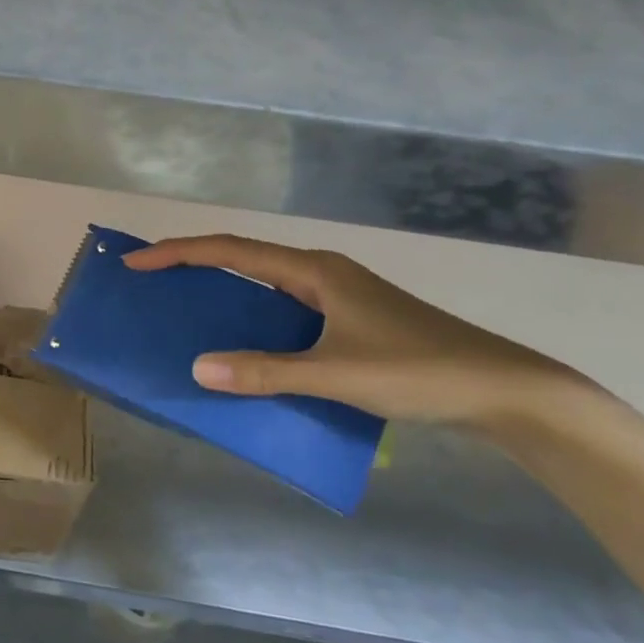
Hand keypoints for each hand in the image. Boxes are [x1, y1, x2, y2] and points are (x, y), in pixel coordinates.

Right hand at [125, 235, 584, 434]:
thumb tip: (198, 368)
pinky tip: (245, 349)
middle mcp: (322, 274)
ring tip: (185, 314)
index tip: (136, 262)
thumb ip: (265, 372)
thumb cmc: (419, 371)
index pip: (231, 250)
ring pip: (265, 287)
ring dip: (224, 295)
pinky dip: (253, 322)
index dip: (178, 253)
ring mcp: (339, 297)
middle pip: (243, 260)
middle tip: (151, 284)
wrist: (506, 391)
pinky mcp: (350, 322)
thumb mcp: (336, 374)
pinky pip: (284, 313)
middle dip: (193, 267)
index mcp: (314, 270)